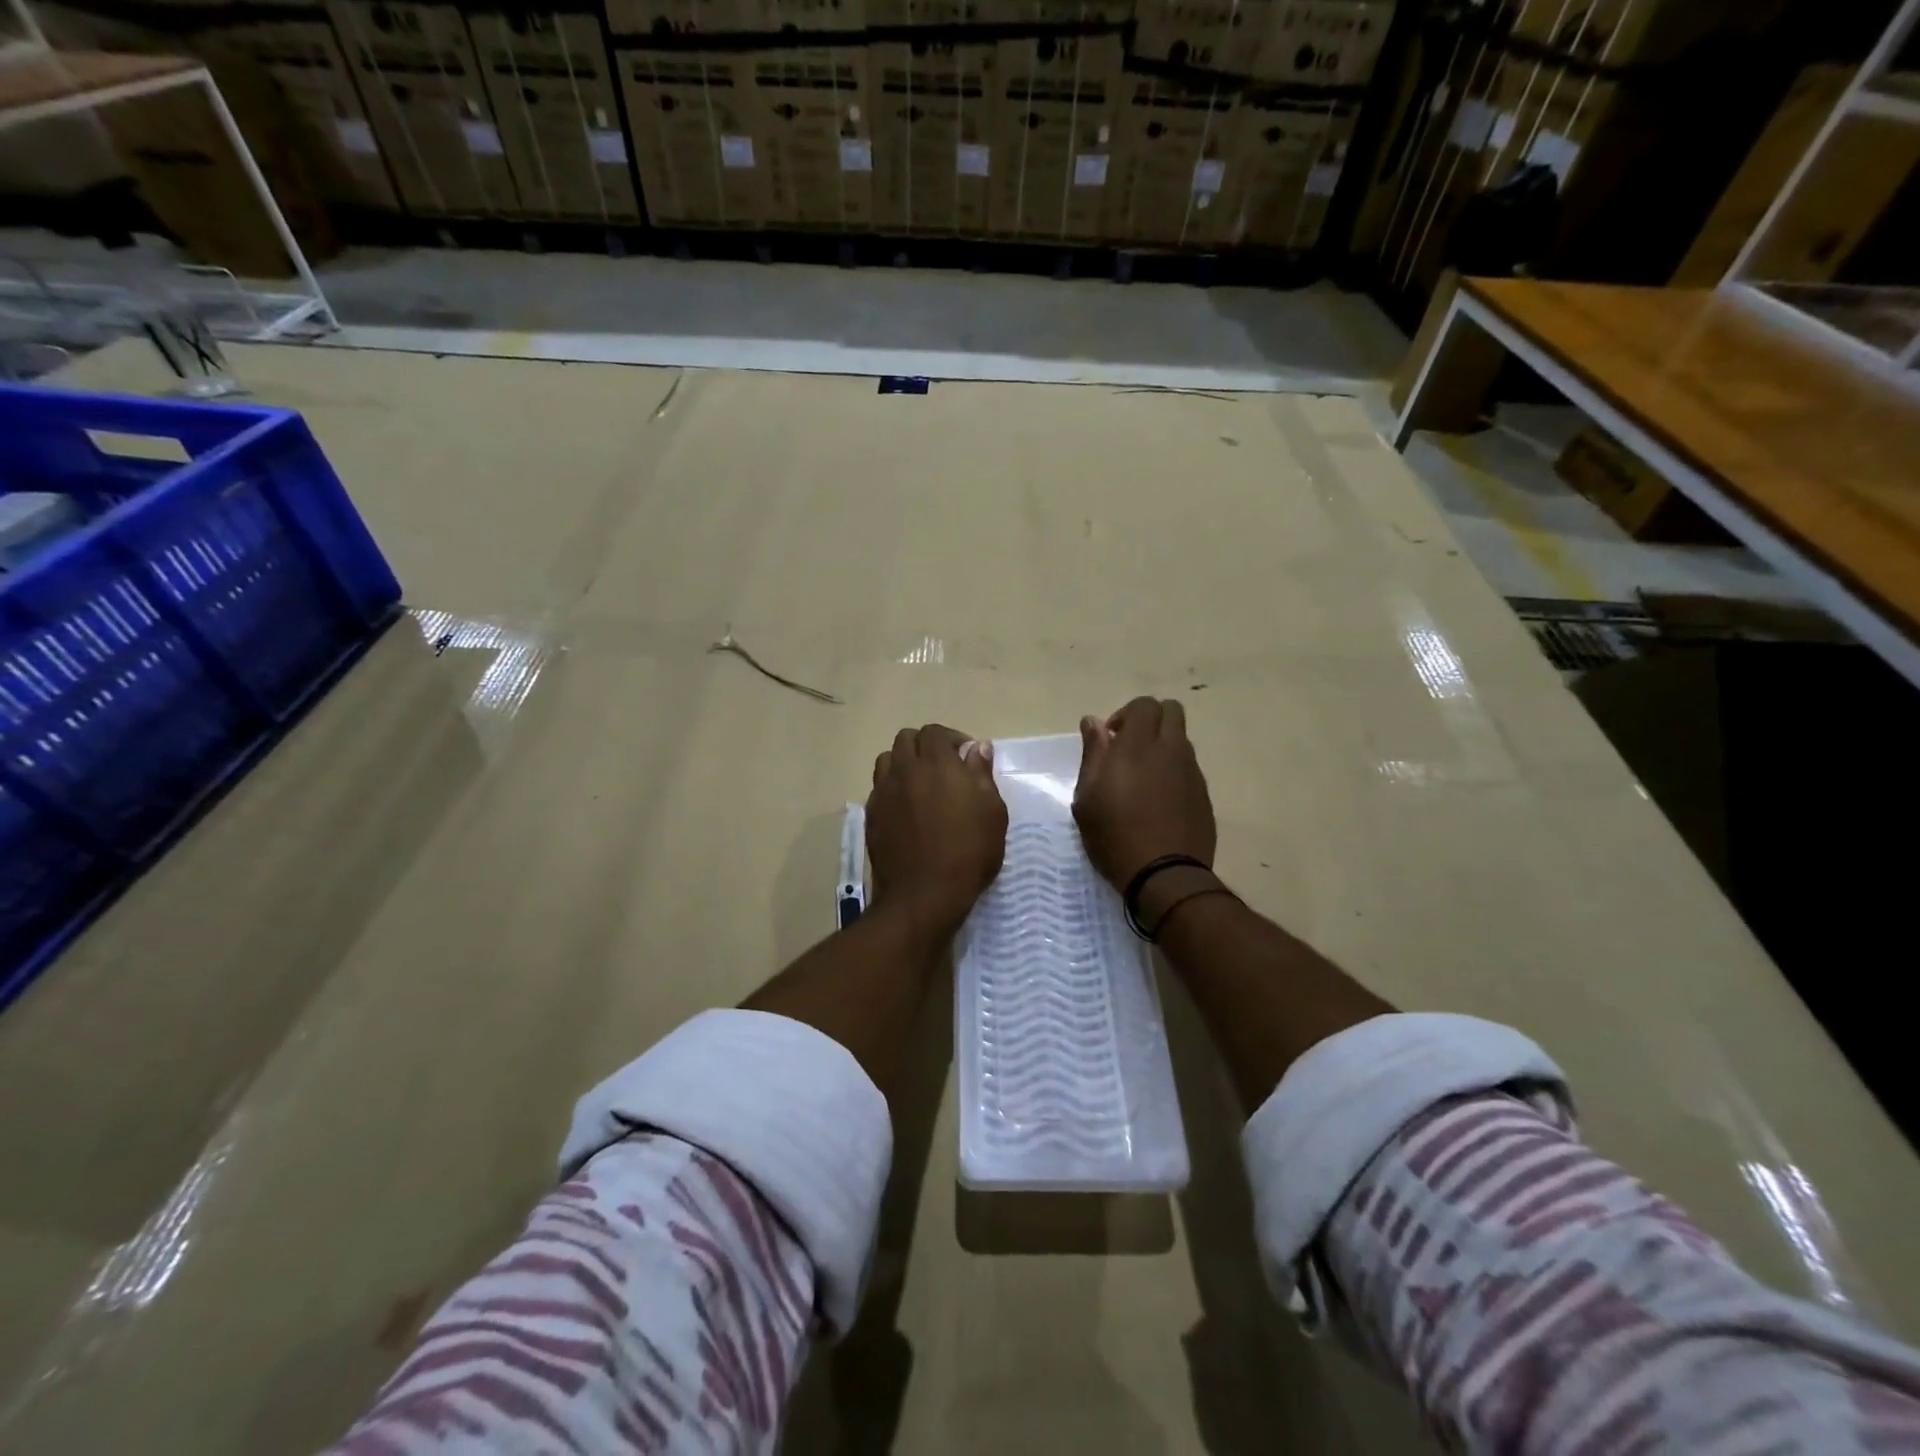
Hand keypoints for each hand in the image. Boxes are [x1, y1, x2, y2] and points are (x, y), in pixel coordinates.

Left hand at [867, 724, 1007, 935]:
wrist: (924, 894)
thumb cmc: (968, 852)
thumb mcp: (992, 813)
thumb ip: (982, 774)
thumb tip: (977, 747)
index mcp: (936, 764)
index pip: (935, 732)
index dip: (951, 739)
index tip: (966, 758)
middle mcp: (905, 770)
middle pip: (906, 739)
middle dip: (925, 746)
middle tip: (943, 767)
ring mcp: (883, 792)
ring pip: (887, 760)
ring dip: (904, 763)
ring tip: (920, 784)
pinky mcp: (872, 814)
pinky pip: (879, 787)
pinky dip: (892, 787)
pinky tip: (906, 808)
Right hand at [1073, 697, 1215, 889]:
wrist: (1164, 875)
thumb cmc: (1114, 836)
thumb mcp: (1087, 797)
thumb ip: (1093, 753)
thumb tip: (1093, 722)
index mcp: (1138, 746)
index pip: (1145, 704)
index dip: (1127, 714)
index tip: (1112, 739)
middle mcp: (1171, 750)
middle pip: (1172, 711)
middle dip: (1151, 720)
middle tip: (1130, 747)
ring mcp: (1192, 772)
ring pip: (1182, 739)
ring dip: (1163, 745)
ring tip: (1143, 778)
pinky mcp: (1204, 794)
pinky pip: (1189, 768)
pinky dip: (1174, 770)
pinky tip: (1159, 801)